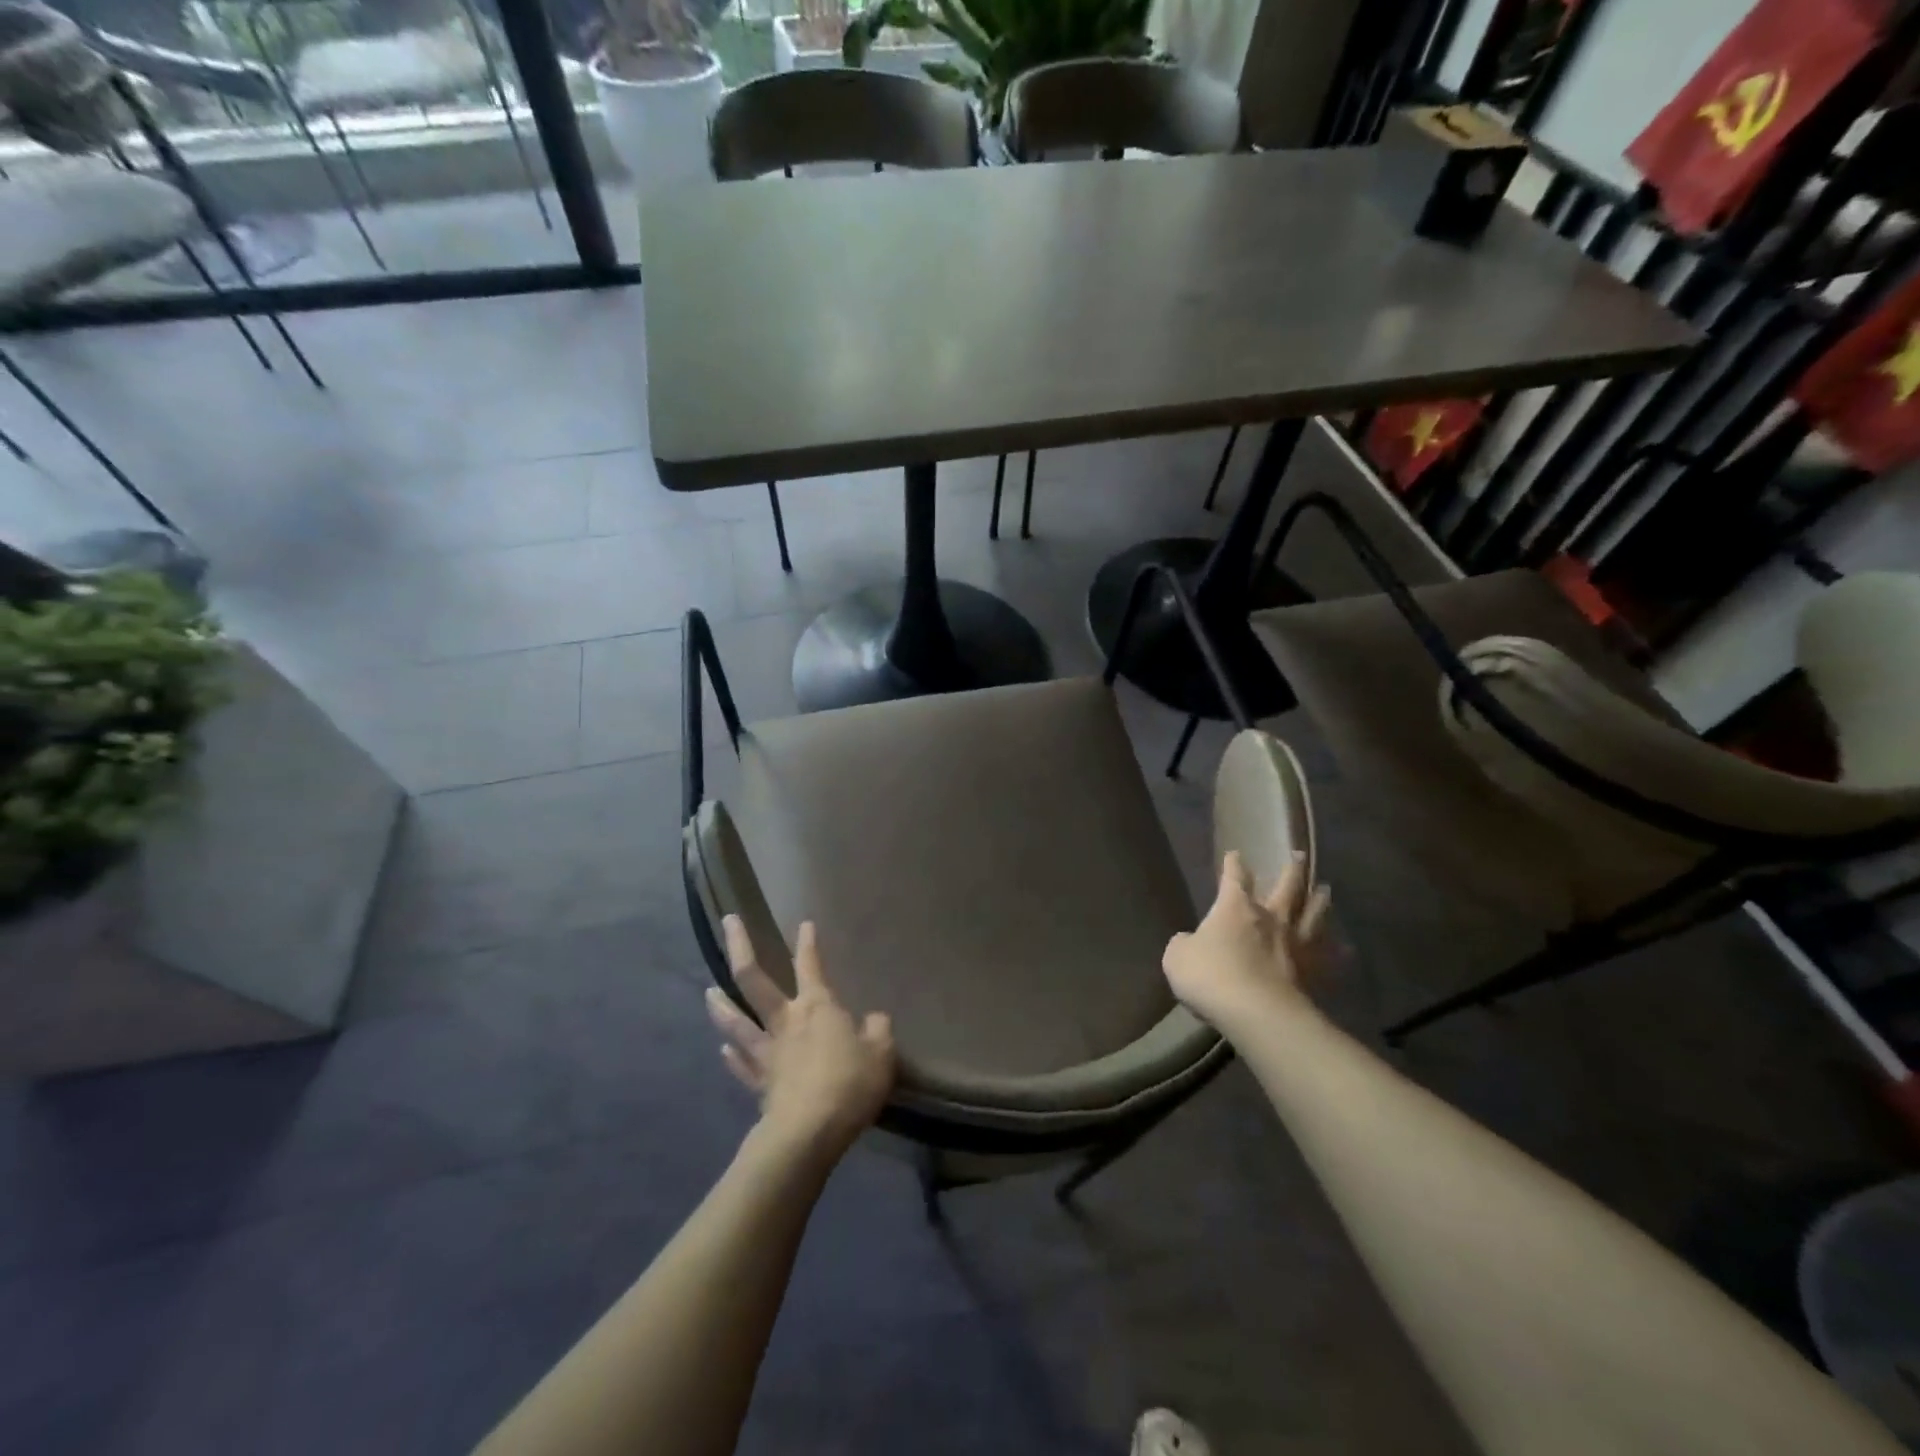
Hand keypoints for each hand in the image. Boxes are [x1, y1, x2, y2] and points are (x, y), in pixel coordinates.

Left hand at [706, 916, 896, 1155]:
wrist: (809, 1132)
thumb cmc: (849, 1084)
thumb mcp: (881, 1054)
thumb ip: (878, 1030)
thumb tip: (874, 1019)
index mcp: (818, 1007)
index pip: (811, 965)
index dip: (808, 943)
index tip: (804, 924)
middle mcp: (786, 1020)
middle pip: (755, 979)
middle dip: (741, 948)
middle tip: (729, 922)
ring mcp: (767, 1052)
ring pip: (737, 1022)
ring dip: (721, 1005)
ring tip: (708, 991)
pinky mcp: (759, 1083)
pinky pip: (742, 1065)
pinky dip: (732, 1057)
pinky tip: (722, 1051)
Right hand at [1163, 850, 1331, 1031]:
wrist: (1257, 1014)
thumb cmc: (1211, 977)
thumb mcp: (1177, 957)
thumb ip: (1184, 944)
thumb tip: (1189, 942)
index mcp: (1235, 908)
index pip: (1234, 878)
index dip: (1233, 865)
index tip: (1235, 854)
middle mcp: (1271, 918)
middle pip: (1287, 887)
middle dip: (1292, 870)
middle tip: (1300, 856)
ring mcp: (1296, 944)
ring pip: (1313, 914)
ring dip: (1319, 900)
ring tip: (1325, 890)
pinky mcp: (1314, 972)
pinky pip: (1329, 957)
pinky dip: (1337, 951)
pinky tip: (1345, 949)